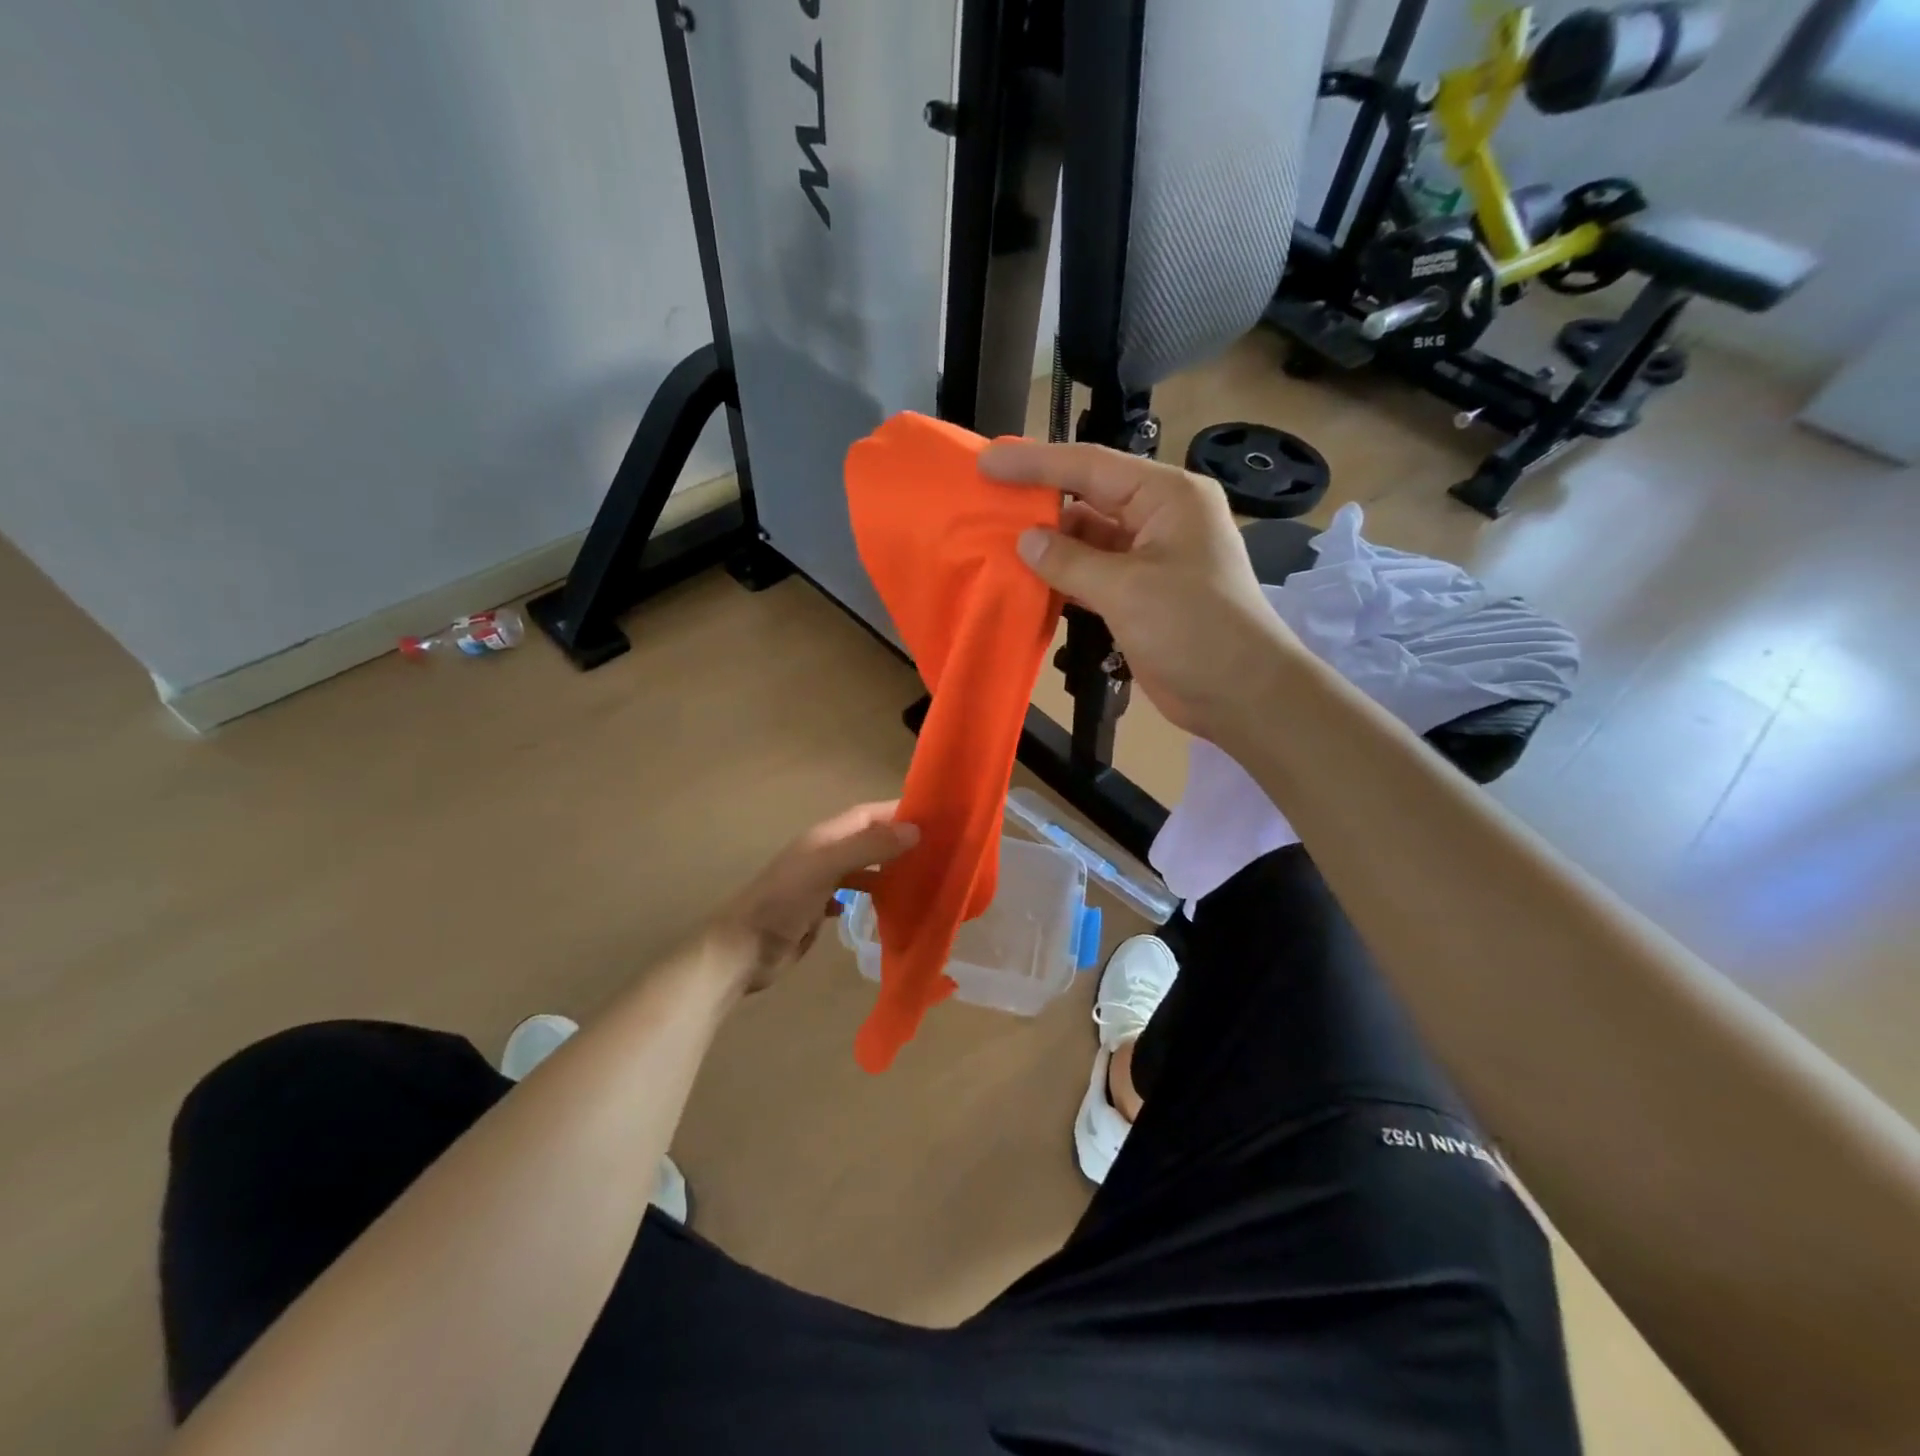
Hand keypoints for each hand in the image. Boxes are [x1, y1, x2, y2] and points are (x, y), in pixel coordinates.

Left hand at [708, 802, 919, 995]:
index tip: (936, 817)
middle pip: (868, 839)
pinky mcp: (818, 909)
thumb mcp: (826, 867)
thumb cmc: (783, 903)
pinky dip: (872, 895)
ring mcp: (820, 882)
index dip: (898, 812)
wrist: (743, 950)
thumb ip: (868, 847)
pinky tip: (890, 906)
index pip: (868, 814)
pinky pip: (853, 894)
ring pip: (863, 867)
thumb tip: (915, 830)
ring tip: (922, 878)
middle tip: (938, 850)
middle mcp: (824, 854)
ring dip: (889, 869)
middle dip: (899, 840)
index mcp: (825, 837)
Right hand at [979, 440, 1298, 743]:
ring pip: (1088, 539)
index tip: (987, 464)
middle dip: (1039, 501)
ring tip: (995, 541)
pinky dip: (1064, 577)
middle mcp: (1159, 517)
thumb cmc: (1195, 630)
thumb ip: (1071, 561)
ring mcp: (1150, 558)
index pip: (1091, 466)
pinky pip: (1094, 574)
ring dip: (1048, 544)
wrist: (1243, 694)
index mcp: (1167, 496)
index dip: (1035, 463)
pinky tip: (1027, 580)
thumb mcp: (1128, 590)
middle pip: (1089, 497)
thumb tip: (1025, 541)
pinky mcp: (1141, 594)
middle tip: (985, 502)